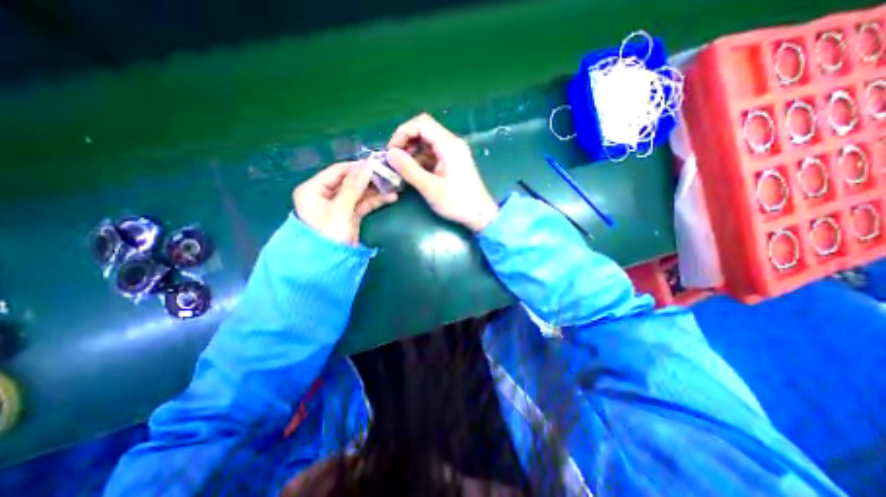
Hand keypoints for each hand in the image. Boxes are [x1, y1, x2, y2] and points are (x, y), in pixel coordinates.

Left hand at [294, 160, 397, 243]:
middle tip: (388, 173)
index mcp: (313, 189)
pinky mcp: (350, 216)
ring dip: (375, 190)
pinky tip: (390, 197)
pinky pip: (363, 204)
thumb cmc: (328, 234)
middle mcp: (325, 195)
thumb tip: (367, 165)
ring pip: (359, 193)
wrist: (329, 264)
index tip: (376, 163)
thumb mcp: (340, 209)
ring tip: (393, 184)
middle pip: (349, 182)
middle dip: (368, 179)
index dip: (356, 167)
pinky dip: (375, 201)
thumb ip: (354, 187)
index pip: (337, 171)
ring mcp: (339, 206)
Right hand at [386, 112, 496, 230]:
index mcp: (449, 145)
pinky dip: (421, 160)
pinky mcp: (452, 162)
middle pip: (424, 130)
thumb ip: (409, 169)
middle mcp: (452, 143)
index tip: (392, 151)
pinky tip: (413, 172)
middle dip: (406, 142)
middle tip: (395, 160)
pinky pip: (433, 154)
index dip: (403, 132)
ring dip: (412, 152)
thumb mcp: (430, 187)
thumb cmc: (457, 202)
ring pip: (428, 143)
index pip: (422, 123)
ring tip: (401, 168)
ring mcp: (453, 153)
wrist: (480, 214)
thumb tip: (390, 153)